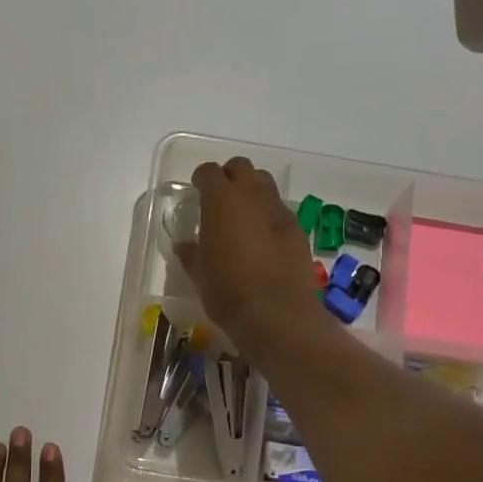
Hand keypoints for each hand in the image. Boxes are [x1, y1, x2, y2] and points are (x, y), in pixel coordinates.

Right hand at [175, 158, 327, 356]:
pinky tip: (264, 240)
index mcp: (221, 200)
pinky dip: (269, 216)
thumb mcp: (200, 274)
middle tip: (220, 200)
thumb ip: (191, 253)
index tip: (197, 191)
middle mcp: (252, 195)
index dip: (201, 179)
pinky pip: (280, 210)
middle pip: (241, 167)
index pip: (209, 172)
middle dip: (229, 177)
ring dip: (252, 192)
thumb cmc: (227, 291)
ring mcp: (279, 210)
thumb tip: (184, 245)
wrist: (277, 314)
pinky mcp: (298, 229)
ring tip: (243, 217)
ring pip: (264, 184)